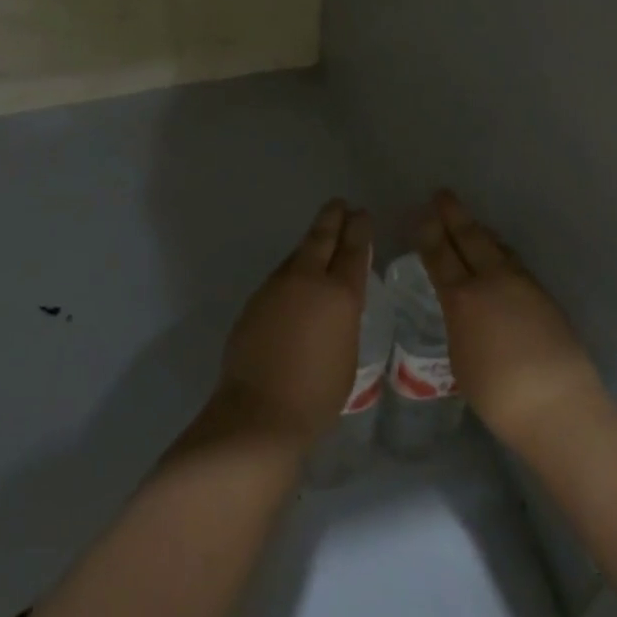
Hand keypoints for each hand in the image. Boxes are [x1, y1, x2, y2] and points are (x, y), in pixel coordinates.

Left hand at [212, 200, 373, 446]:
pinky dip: (293, 268)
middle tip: (340, 204)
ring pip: (297, 254)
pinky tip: (295, 277)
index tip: (361, 214)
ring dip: (311, 242)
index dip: (359, 229)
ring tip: (320, 235)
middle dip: (333, 218)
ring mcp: (276, 287)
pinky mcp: (255, 300)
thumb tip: (335, 302)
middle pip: (322, 238)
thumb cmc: (317, 394)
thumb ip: (344, 318)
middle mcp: (307, 280)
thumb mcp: (347, 353)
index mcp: (339, 294)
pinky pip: (280, 275)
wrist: (259, 412)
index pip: (353, 250)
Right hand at [417, 190, 607, 456]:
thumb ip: (459, 324)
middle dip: (454, 215)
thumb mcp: (461, 359)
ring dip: (480, 232)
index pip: (439, 256)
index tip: (420, 213)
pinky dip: (501, 251)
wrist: (558, 405)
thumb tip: (464, 310)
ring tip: (471, 223)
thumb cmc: (497, 394)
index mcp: (463, 298)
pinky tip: (500, 257)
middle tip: (443, 195)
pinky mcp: (544, 296)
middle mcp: (492, 281)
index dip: (428, 233)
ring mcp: (522, 285)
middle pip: (470, 238)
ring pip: (497, 247)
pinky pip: (515, 262)